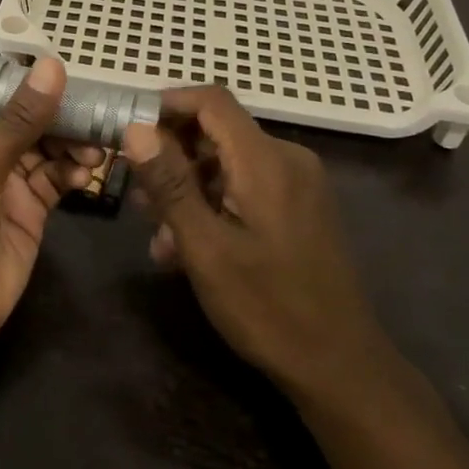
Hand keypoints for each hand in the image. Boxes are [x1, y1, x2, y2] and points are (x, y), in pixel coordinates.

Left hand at [0, 57, 98, 362]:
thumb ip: (19, 122)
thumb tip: (52, 67)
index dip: (22, 79)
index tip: (64, 66)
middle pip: (22, 117)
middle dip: (57, 113)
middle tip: (94, 109)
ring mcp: (2, 180)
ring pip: (44, 146)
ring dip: (70, 143)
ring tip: (94, 148)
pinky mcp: (27, 209)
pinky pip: (55, 178)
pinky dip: (73, 172)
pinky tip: (87, 172)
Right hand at [123, 88, 387, 397]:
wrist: (340, 367)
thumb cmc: (267, 307)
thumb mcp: (205, 247)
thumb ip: (170, 183)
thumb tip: (135, 129)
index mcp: (266, 160)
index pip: (211, 101)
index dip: (167, 105)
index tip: (128, 130)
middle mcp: (287, 159)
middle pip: (218, 131)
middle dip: (171, 155)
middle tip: (134, 190)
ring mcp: (298, 184)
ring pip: (229, 163)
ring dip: (188, 186)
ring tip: (155, 230)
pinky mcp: (301, 207)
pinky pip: (247, 186)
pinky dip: (213, 203)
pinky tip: (187, 246)